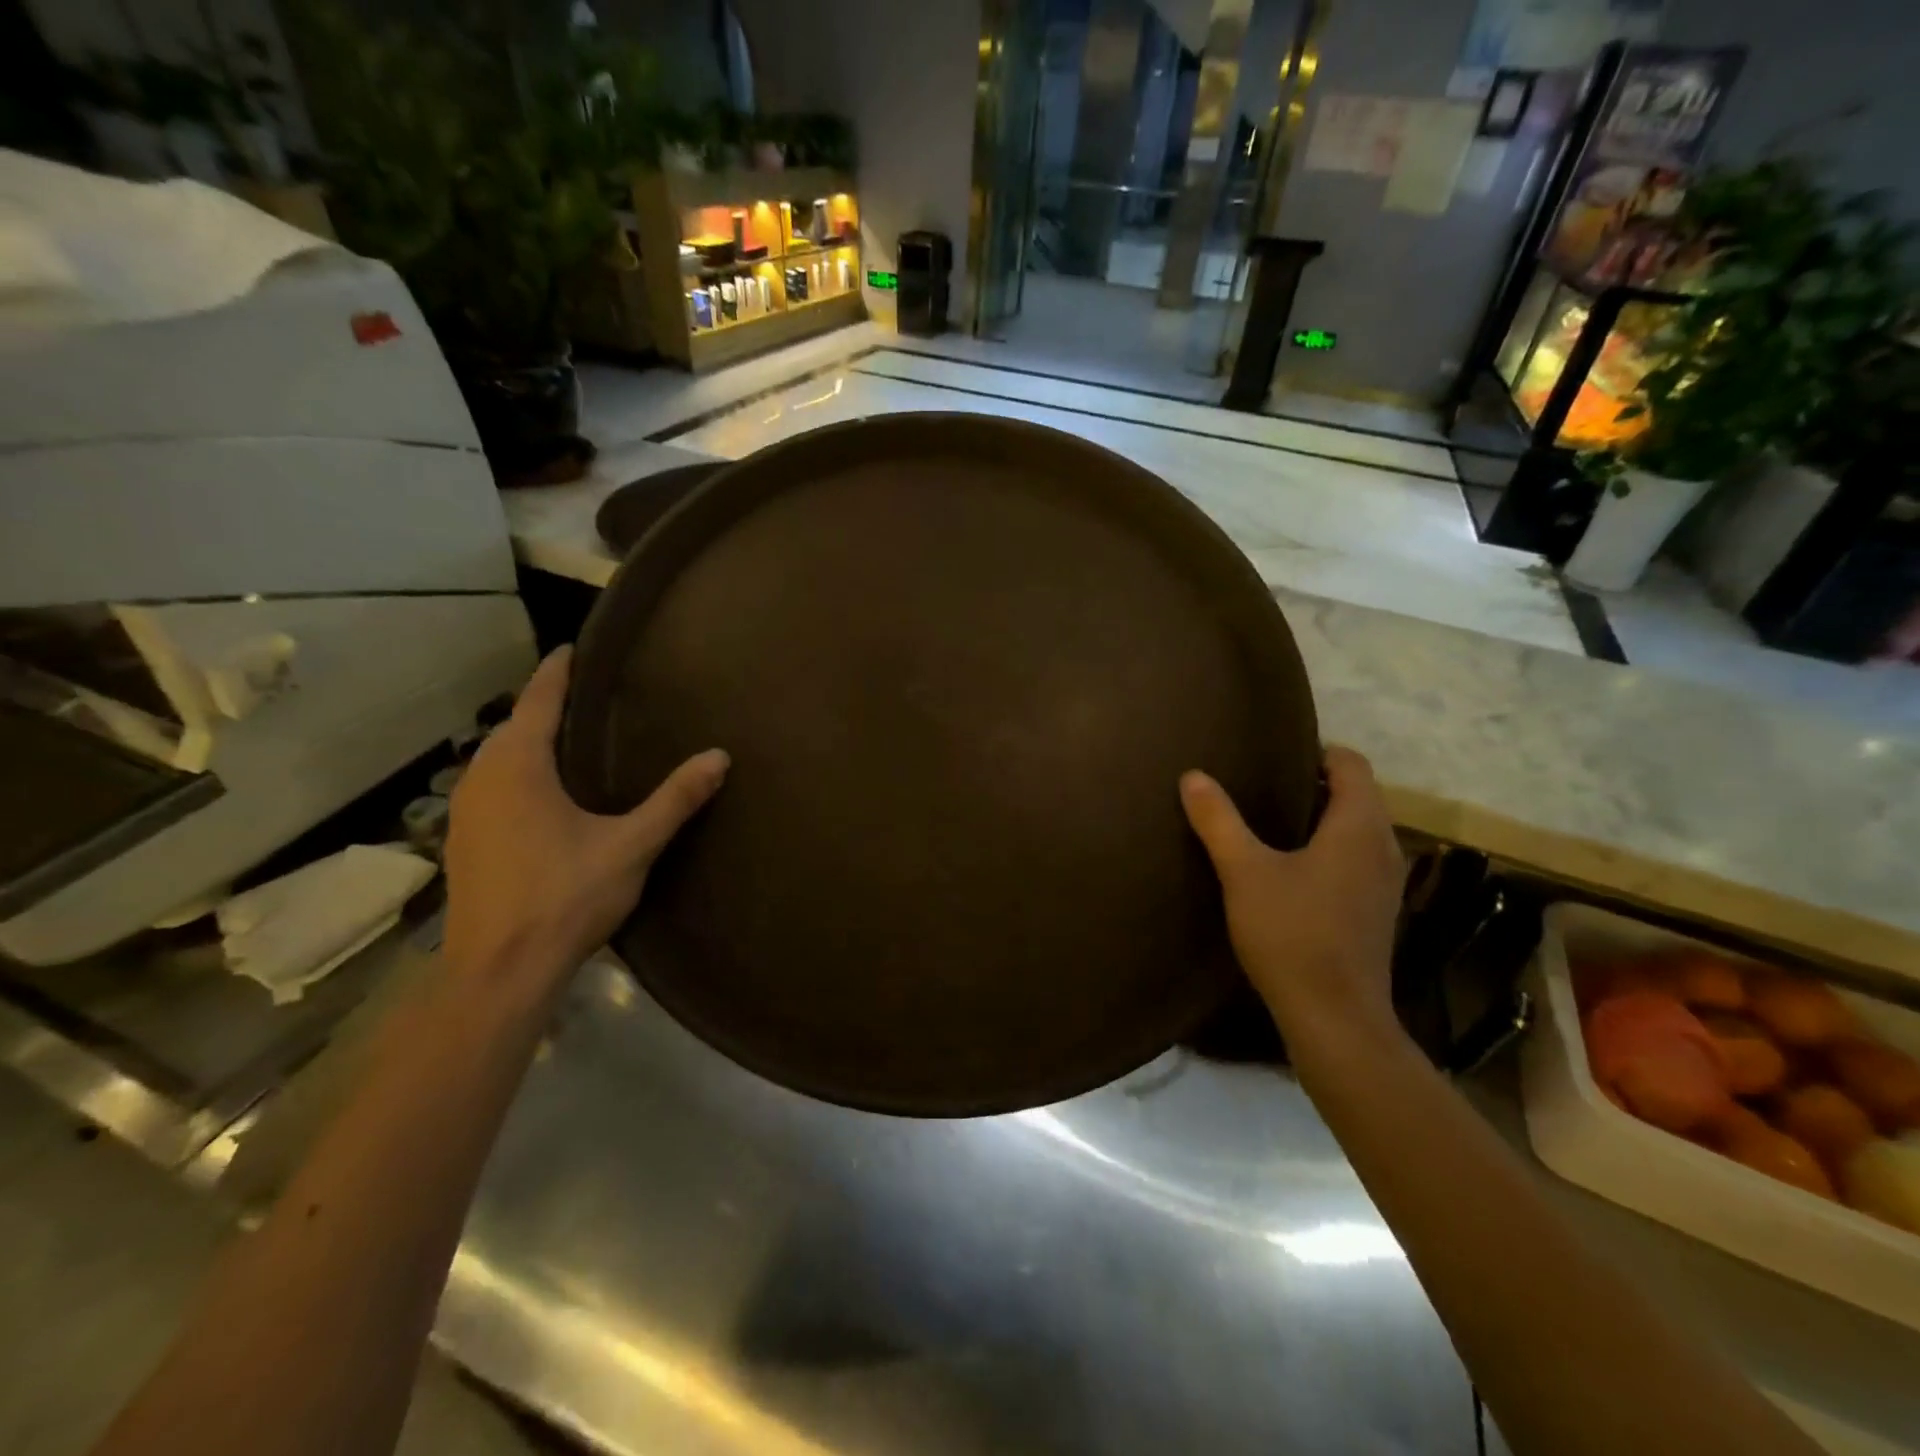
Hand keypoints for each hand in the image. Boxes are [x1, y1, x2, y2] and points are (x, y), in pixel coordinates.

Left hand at [444, 646, 727, 998]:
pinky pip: (493, 785)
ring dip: (529, 740)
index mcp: (518, 766)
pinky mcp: (464, 841)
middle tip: (588, 693)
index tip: (573, 647)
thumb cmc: (565, 897)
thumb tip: (720, 757)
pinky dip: (518, 772)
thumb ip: (675, 799)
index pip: (538, 700)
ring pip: (499, 758)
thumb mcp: (632, 844)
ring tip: (571, 736)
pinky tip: (544, 791)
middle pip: (514, 726)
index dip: (557, 672)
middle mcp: (482, 778)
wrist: (500, 970)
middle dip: (545, 705)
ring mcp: (465, 812)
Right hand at [1181, 746, 1406, 1043]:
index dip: (1316, 751)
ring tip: (1269, 822)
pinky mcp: (1376, 912)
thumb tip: (1193, 776)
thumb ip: (1219, 820)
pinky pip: (1355, 860)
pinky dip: (1328, 850)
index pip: (1351, 764)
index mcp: (1359, 826)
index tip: (1274, 754)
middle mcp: (1384, 847)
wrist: (1335, 1019)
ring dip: (1321, 819)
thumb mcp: (1244, 872)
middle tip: (1261, 784)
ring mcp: (1385, 884)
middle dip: (1314, 784)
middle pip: (1357, 795)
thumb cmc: (1292, 934)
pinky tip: (1290, 870)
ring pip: (1357, 830)